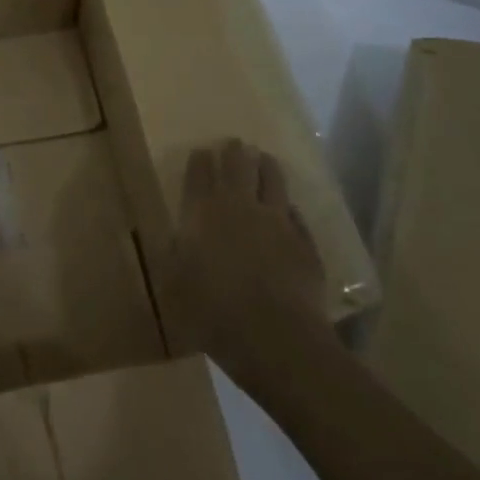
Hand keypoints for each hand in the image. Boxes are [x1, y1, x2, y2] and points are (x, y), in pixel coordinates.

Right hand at [169, 139, 331, 379]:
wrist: (275, 336)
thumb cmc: (212, 312)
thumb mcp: (175, 285)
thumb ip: (176, 254)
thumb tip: (178, 236)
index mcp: (203, 214)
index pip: (199, 176)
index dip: (200, 161)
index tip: (201, 151)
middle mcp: (240, 207)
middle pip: (238, 168)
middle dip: (234, 152)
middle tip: (234, 143)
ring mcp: (277, 222)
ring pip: (273, 181)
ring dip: (266, 166)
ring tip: (264, 158)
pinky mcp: (305, 241)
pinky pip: (295, 213)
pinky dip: (288, 205)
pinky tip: (288, 207)